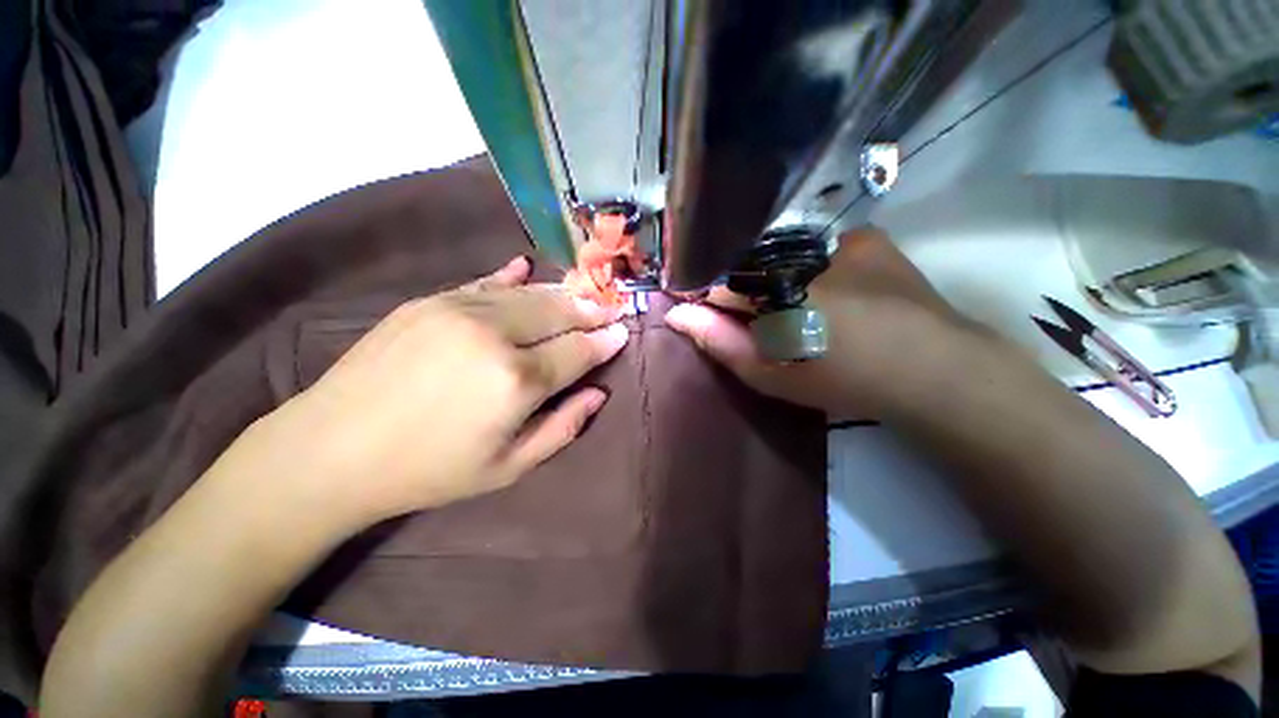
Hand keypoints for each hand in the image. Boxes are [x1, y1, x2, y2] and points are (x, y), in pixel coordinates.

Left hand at [238, 256, 627, 531]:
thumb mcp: (509, 467)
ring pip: (529, 293)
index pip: (579, 350)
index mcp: (517, 380)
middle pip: (560, 312)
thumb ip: (563, 427)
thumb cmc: (429, 470)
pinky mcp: (430, 300)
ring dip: (562, 294)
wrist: (331, 450)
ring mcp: (459, 309)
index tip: (623, 333)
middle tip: (611, 308)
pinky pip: (485, 281)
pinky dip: (512, 277)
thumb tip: (598, 394)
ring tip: (583, 295)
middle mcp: (495, 335)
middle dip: (591, 310)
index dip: (606, 341)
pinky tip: (527, 268)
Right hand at [665, 227, 977, 418]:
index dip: (706, 299)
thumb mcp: (771, 375)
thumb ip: (720, 343)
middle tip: (761, 322)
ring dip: (775, 279)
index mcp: (769, 289)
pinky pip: (819, 248)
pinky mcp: (866, 239)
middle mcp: (794, 255)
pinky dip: (813, 267)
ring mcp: (832, 241)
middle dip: (742, 293)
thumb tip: (677, 313)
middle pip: (745, 268)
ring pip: (779, 256)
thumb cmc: (841, 379)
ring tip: (797, 309)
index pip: (714, 283)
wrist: (931, 371)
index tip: (710, 316)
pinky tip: (829, 290)